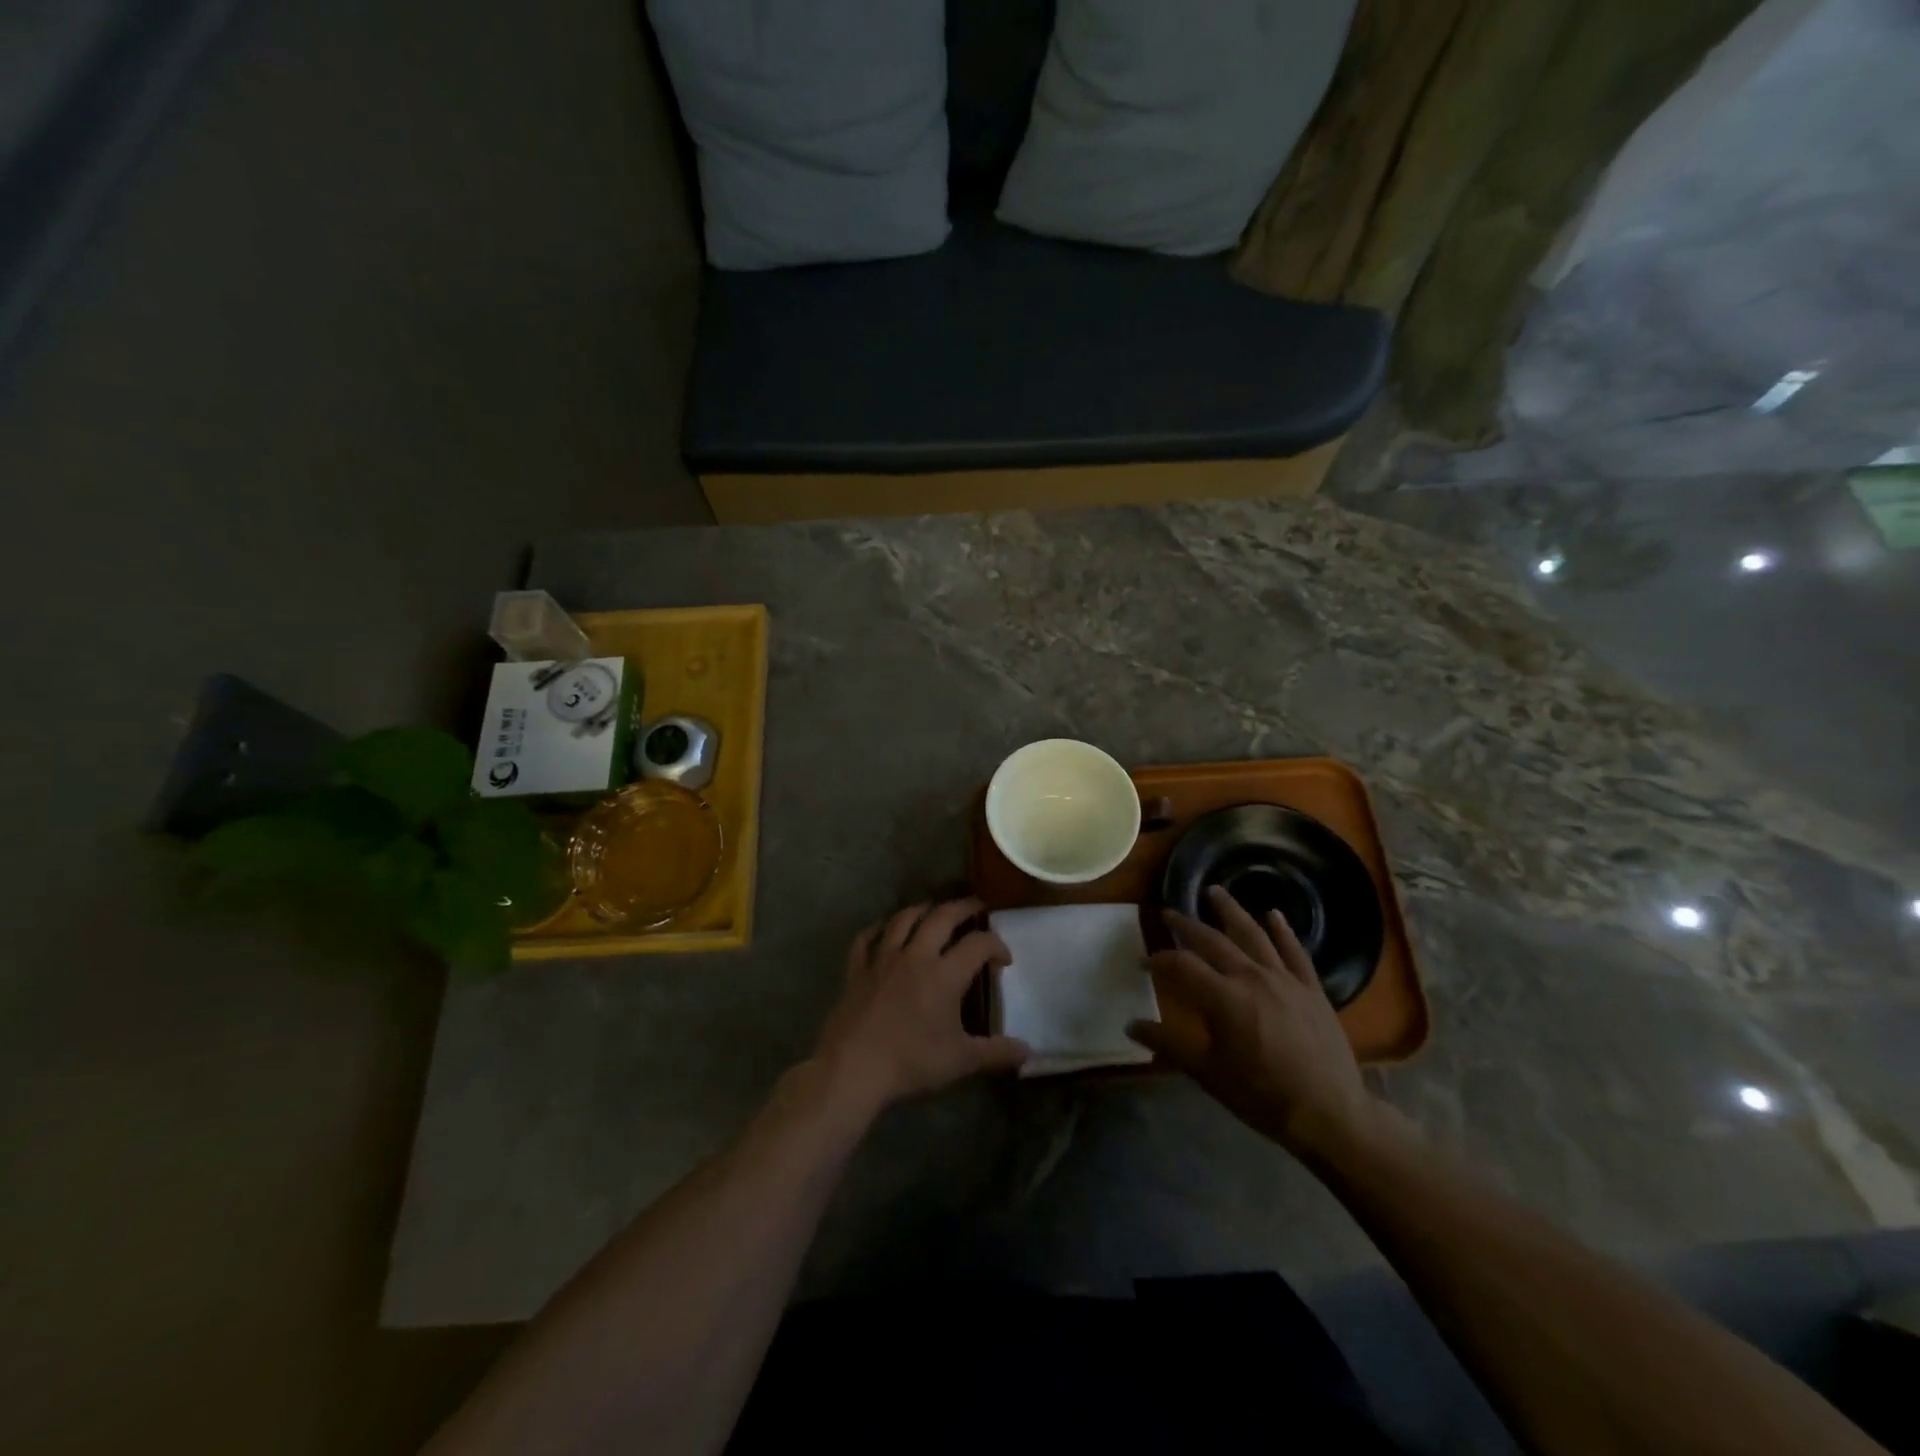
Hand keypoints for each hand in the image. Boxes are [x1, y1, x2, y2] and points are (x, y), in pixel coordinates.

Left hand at [814, 899, 1029, 1115]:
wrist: (853, 1069)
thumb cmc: (911, 1062)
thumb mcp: (961, 1061)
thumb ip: (996, 1053)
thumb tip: (1028, 1051)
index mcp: (945, 974)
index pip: (978, 944)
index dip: (996, 945)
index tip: (1004, 959)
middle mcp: (916, 956)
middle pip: (942, 917)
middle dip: (963, 908)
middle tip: (976, 907)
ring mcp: (882, 959)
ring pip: (904, 919)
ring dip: (922, 909)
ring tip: (934, 909)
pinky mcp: (857, 970)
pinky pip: (866, 938)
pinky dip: (877, 928)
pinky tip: (884, 928)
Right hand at [1128, 886, 1378, 1162]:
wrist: (1330, 1114)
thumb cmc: (1261, 1096)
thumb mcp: (1207, 1073)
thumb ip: (1168, 1043)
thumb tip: (1130, 1024)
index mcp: (1222, 997)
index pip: (1181, 965)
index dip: (1158, 960)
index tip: (1143, 962)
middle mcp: (1251, 977)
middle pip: (1212, 941)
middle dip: (1186, 925)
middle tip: (1168, 913)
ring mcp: (1284, 979)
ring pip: (1252, 934)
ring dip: (1230, 910)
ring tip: (1214, 891)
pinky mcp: (1311, 988)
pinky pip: (1295, 951)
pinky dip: (1283, 930)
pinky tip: (1274, 914)